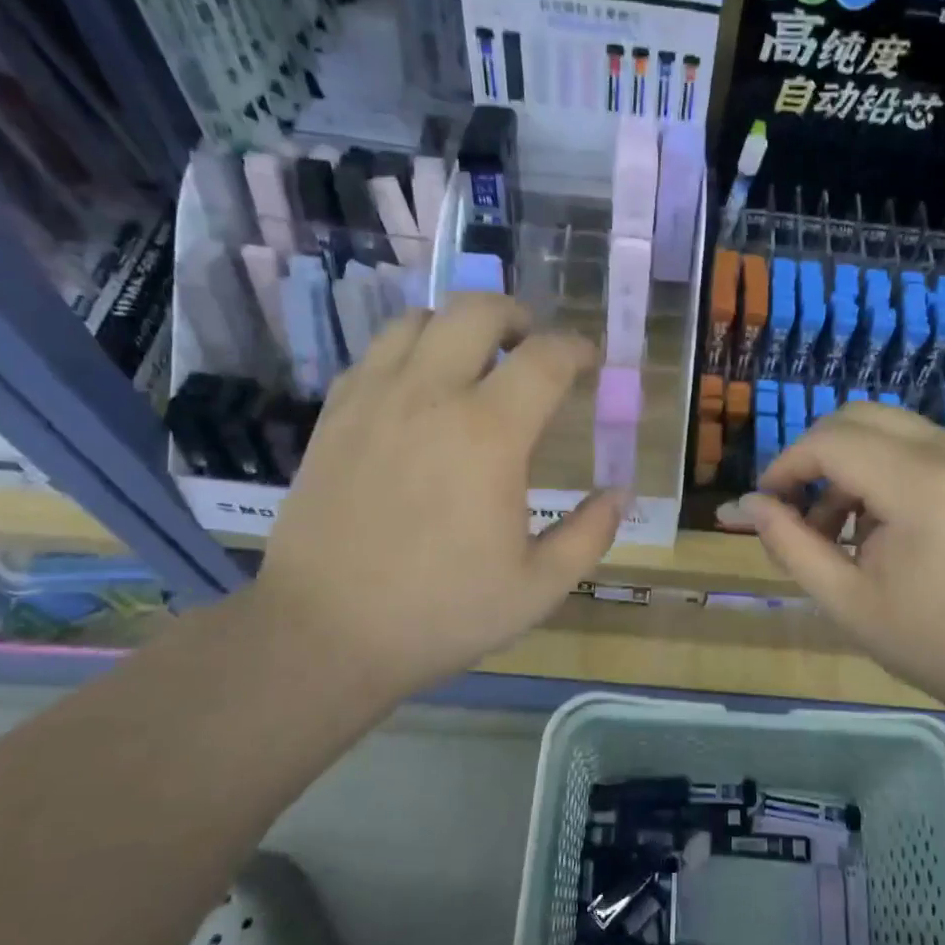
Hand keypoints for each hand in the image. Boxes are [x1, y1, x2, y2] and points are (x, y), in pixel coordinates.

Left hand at [253, 295, 623, 704]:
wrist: (324, 632)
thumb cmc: (441, 612)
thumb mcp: (538, 588)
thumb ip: (590, 533)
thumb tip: (620, 492)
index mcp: (489, 434)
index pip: (545, 358)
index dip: (577, 349)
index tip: (590, 361)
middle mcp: (431, 396)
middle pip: (477, 312)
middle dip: (517, 317)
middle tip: (532, 346)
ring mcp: (374, 399)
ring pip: (419, 319)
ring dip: (459, 327)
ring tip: (476, 360)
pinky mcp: (335, 415)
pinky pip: (377, 352)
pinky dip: (411, 350)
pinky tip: (421, 388)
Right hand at [745, 403, 944, 716]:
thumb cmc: (936, 644)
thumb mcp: (847, 601)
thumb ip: (790, 544)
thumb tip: (745, 505)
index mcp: (922, 485)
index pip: (832, 442)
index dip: (786, 466)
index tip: (765, 505)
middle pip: (857, 418)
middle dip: (814, 457)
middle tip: (795, 511)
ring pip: (886, 428)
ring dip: (847, 465)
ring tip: (835, 531)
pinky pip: (916, 446)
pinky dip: (881, 470)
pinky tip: (877, 525)